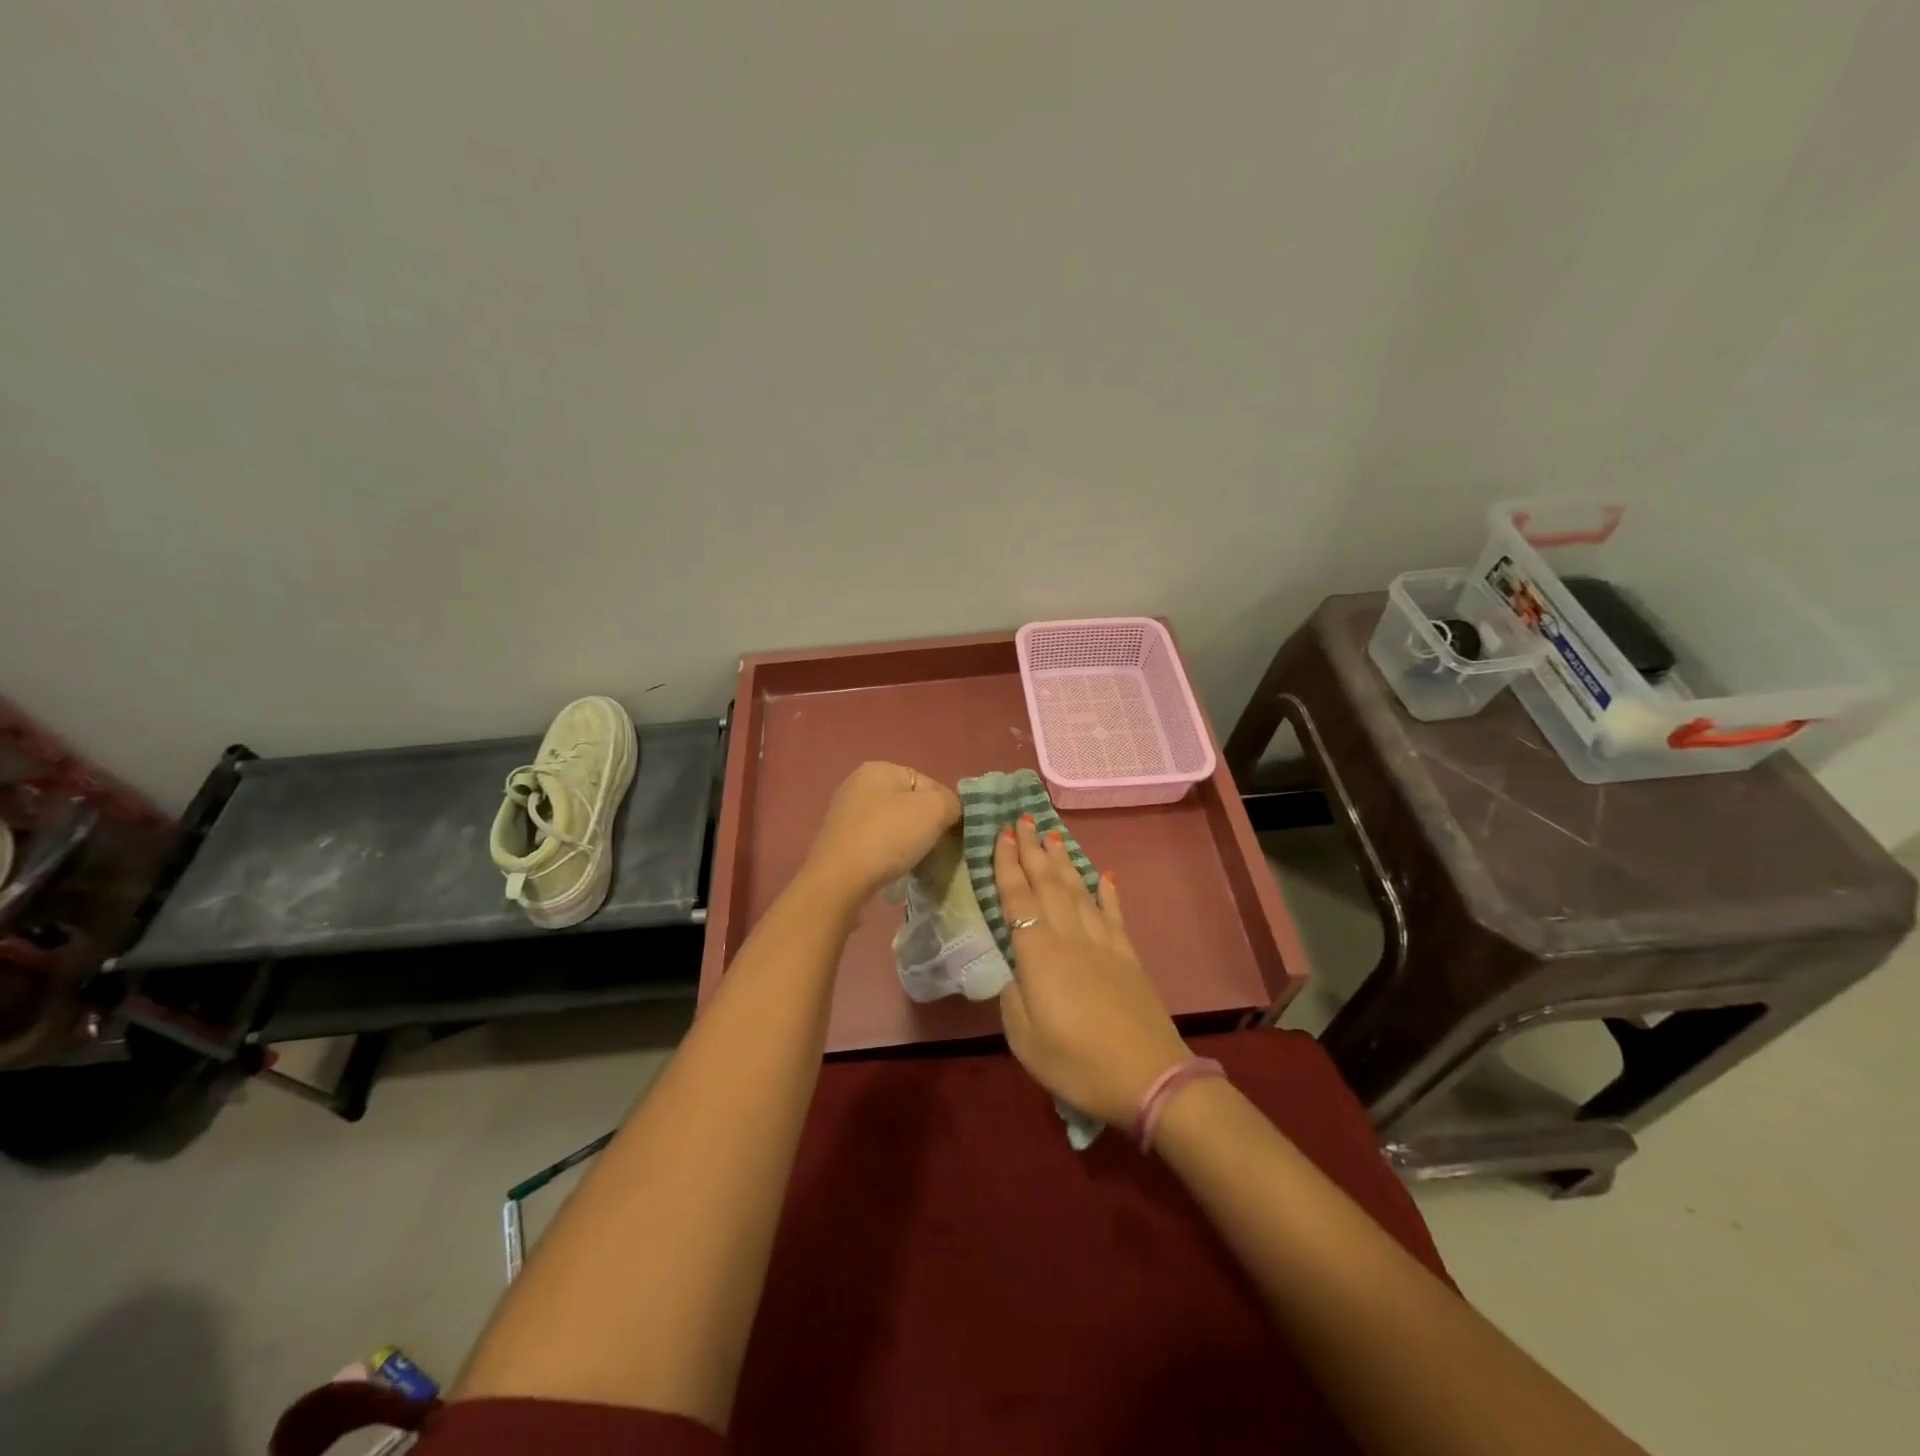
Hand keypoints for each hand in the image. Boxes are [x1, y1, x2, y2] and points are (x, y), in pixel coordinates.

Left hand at [798, 762, 961, 907]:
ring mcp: (845, 813)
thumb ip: (951, 802)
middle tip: (934, 848)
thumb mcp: (934, 810)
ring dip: (907, 841)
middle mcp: (858, 784)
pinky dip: (888, 853)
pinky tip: (892, 868)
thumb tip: (950, 811)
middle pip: (909, 803)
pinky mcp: (839, 840)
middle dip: (925, 825)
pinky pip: (875, 841)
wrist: (839, 881)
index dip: (945, 808)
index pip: (928, 783)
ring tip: (914, 861)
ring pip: (892, 823)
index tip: (949, 833)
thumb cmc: (888, 837)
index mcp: (879, 768)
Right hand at [994, 816, 1190, 1126]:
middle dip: (1033, 849)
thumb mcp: (1025, 1041)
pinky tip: (1103, 874)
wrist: (1149, 1078)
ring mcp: (1102, 944)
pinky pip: (1113, 914)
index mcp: (1039, 956)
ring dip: (1063, 861)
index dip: (1007, 866)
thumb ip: (1012, 999)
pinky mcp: (1127, 956)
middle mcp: (1070, 938)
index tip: (1001, 834)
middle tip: (1023, 818)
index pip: (1018, 900)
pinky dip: (1107, 891)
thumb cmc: (1078, 1064)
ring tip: (1053, 834)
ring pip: (1078, 891)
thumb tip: (1013, 972)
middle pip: (1048, 884)